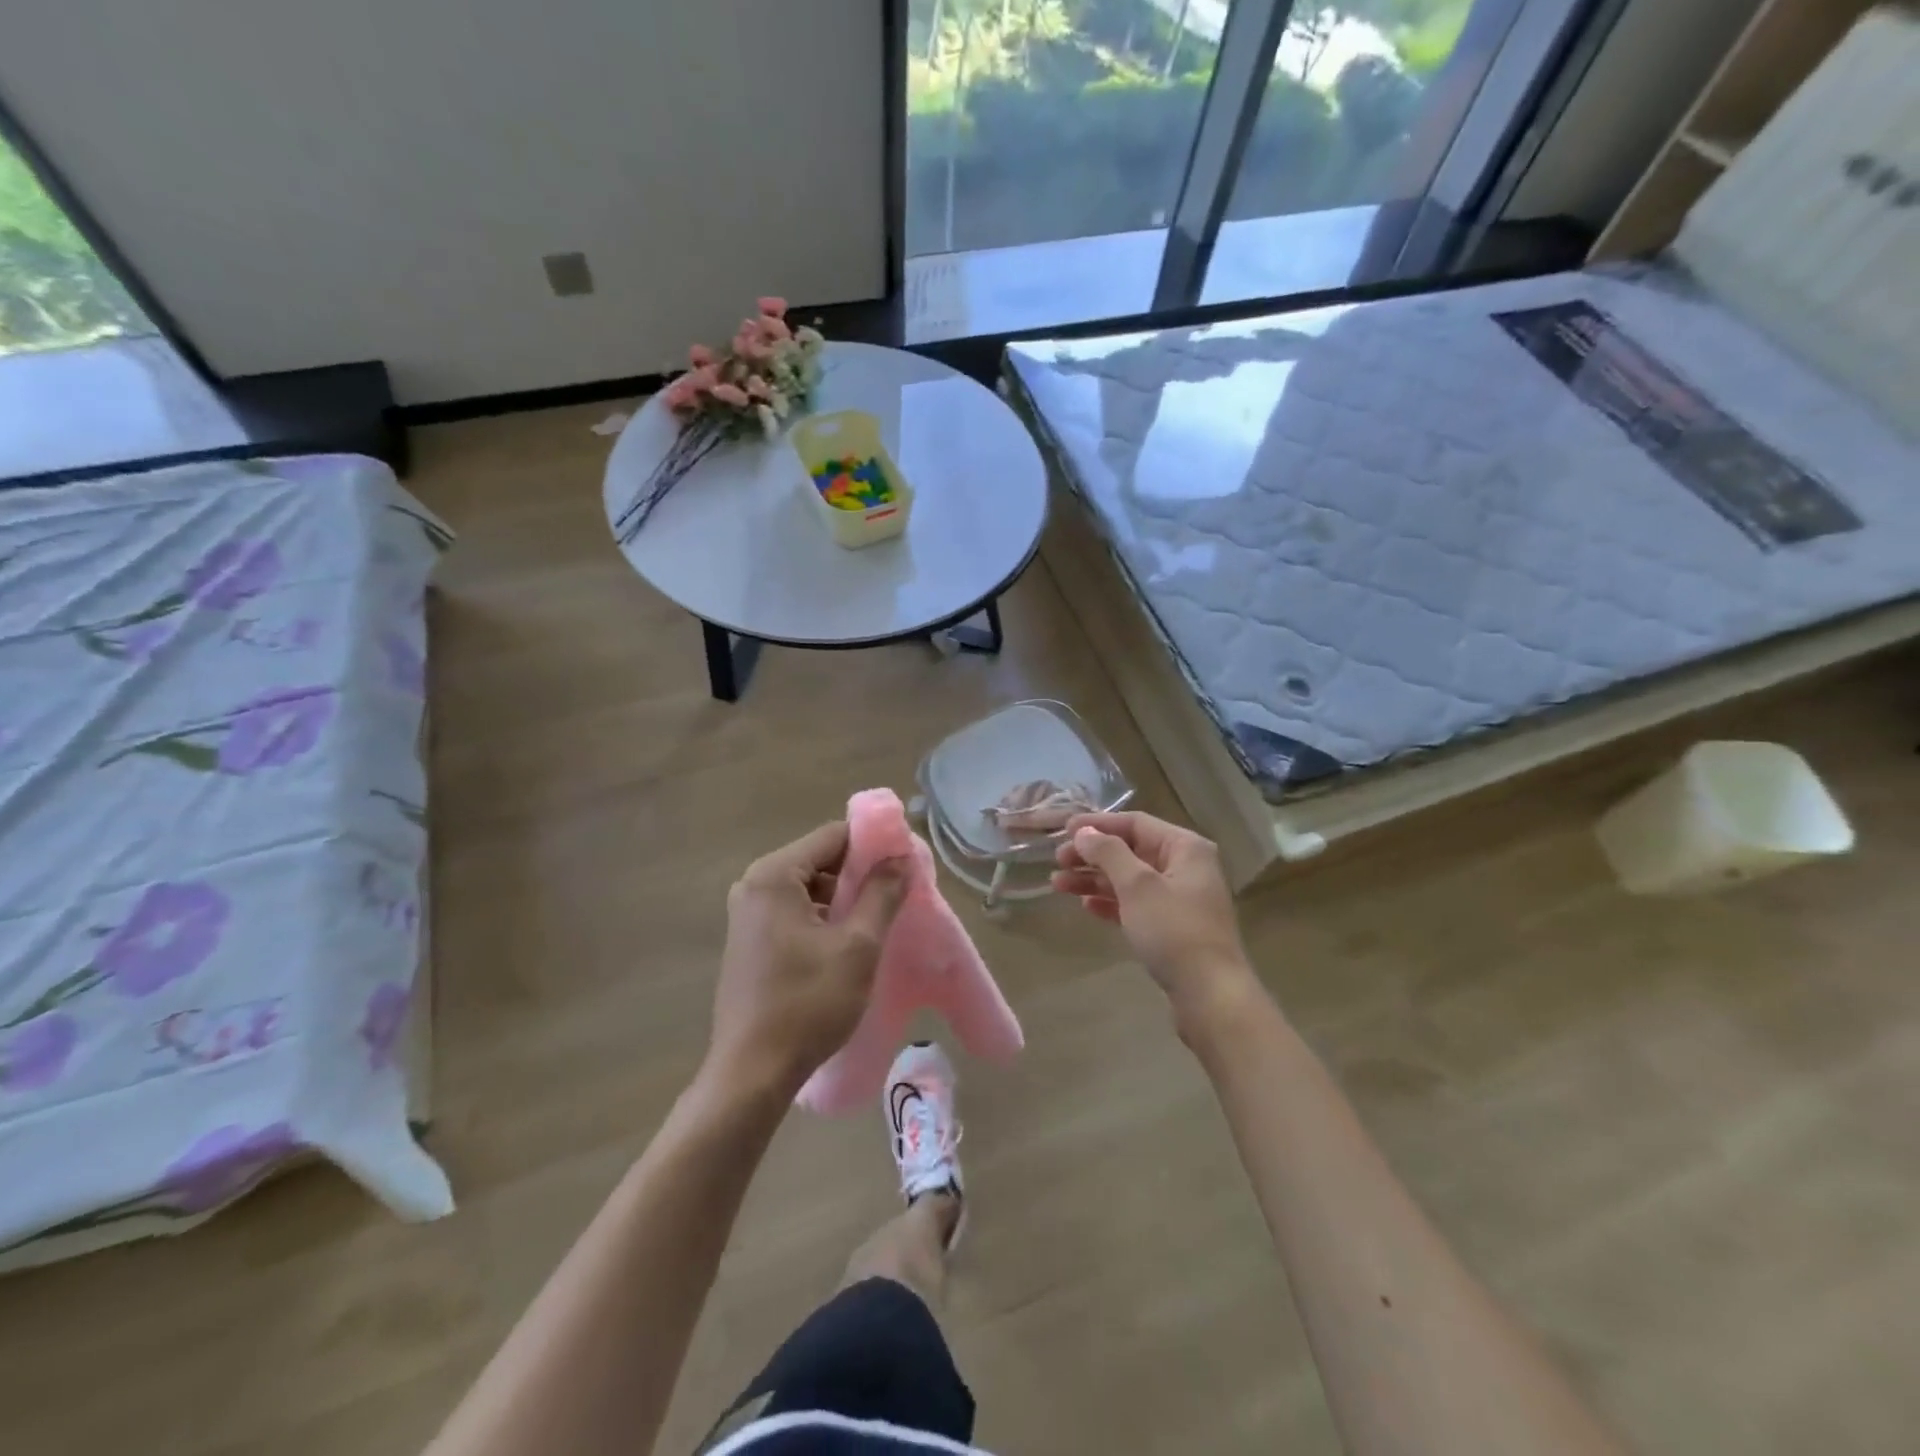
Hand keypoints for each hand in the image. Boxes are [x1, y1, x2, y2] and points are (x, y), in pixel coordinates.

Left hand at [707, 821, 907, 1102]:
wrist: (752, 1074)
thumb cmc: (808, 1004)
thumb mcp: (857, 946)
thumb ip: (881, 894)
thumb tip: (900, 859)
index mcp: (774, 875)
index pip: (833, 836)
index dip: (873, 845)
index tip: (906, 864)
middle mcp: (754, 885)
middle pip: (820, 859)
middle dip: (860, 874)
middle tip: (898, 895)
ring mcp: (748, 914)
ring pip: (809, 887)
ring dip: (844, 899)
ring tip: (880, 920)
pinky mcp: (749, 940)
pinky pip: (795, 911)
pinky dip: (824, 918)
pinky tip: (849, 943)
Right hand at [1053, 811, 1258, 1034]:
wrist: (1210, 995)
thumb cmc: (1174, 930)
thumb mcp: (1138, 886)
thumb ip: (1108, 853)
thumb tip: (1083, 832)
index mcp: (1185, 848)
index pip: (1136, 823)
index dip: (1098, 824)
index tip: (1064, 830)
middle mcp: (1185, 867)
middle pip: (1131, 850)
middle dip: (1092, 854)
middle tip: (1058, 861)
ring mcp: (1179, 899)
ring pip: (1129, 879)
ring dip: (1094, 879)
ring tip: (1058, 885)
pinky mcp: (1172, 927)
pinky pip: (1135, 904)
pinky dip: (1110, 902)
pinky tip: (1086, 906)